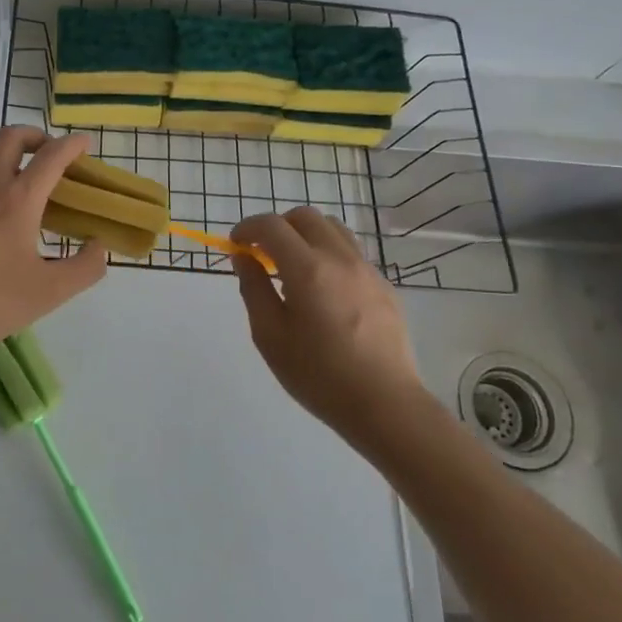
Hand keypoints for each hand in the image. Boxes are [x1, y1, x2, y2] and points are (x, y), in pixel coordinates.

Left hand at [0, 126, 107, 360]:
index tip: (86, 144)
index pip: (50, 155)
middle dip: (37, 136)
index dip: (72, 145)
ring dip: (17, 165)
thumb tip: (99, 246)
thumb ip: (84, 267)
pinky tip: (6, 226)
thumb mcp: (49, 293)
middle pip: (11, 137)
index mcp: (17, 200)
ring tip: (37, 201)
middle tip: (55, 159)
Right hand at [230, 207, 428, 451]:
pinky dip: (328, 253)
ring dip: (305, 235)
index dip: (247, 228)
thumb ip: (253, 289)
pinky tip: (322, 289)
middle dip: (277, 227)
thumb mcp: (270, 336)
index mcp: (307, 269)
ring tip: (293, 267)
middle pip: (304, 217)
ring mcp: (366, 269)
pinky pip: (350, 251)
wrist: (385, 405)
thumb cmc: (318, 375)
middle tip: (262, 255)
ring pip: (332, 228)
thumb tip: (244, 258)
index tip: (236, 246)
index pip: (271, 226)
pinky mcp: (383, 285)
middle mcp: (339, 258)